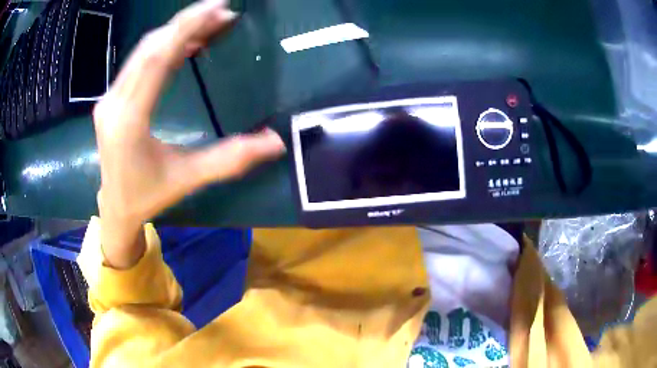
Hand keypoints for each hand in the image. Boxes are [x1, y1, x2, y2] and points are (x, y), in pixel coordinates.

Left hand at [93, 0, 285, 268]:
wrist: (115, 207)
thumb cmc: (148, 196)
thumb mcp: (188, 179)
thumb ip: (230, 159)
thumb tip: (276, 142)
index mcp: (129, 122)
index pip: (157, 61)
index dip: (186, 28)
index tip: (218, 7)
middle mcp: (113, 103)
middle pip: (150, 48)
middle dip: (187, 24)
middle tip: (223, 12)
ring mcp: (109, 98)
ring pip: (143, 52)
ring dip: (176, 33)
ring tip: (210, 23)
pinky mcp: (111, 98)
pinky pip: (138, 63)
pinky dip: (163, 47)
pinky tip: (185, 44)